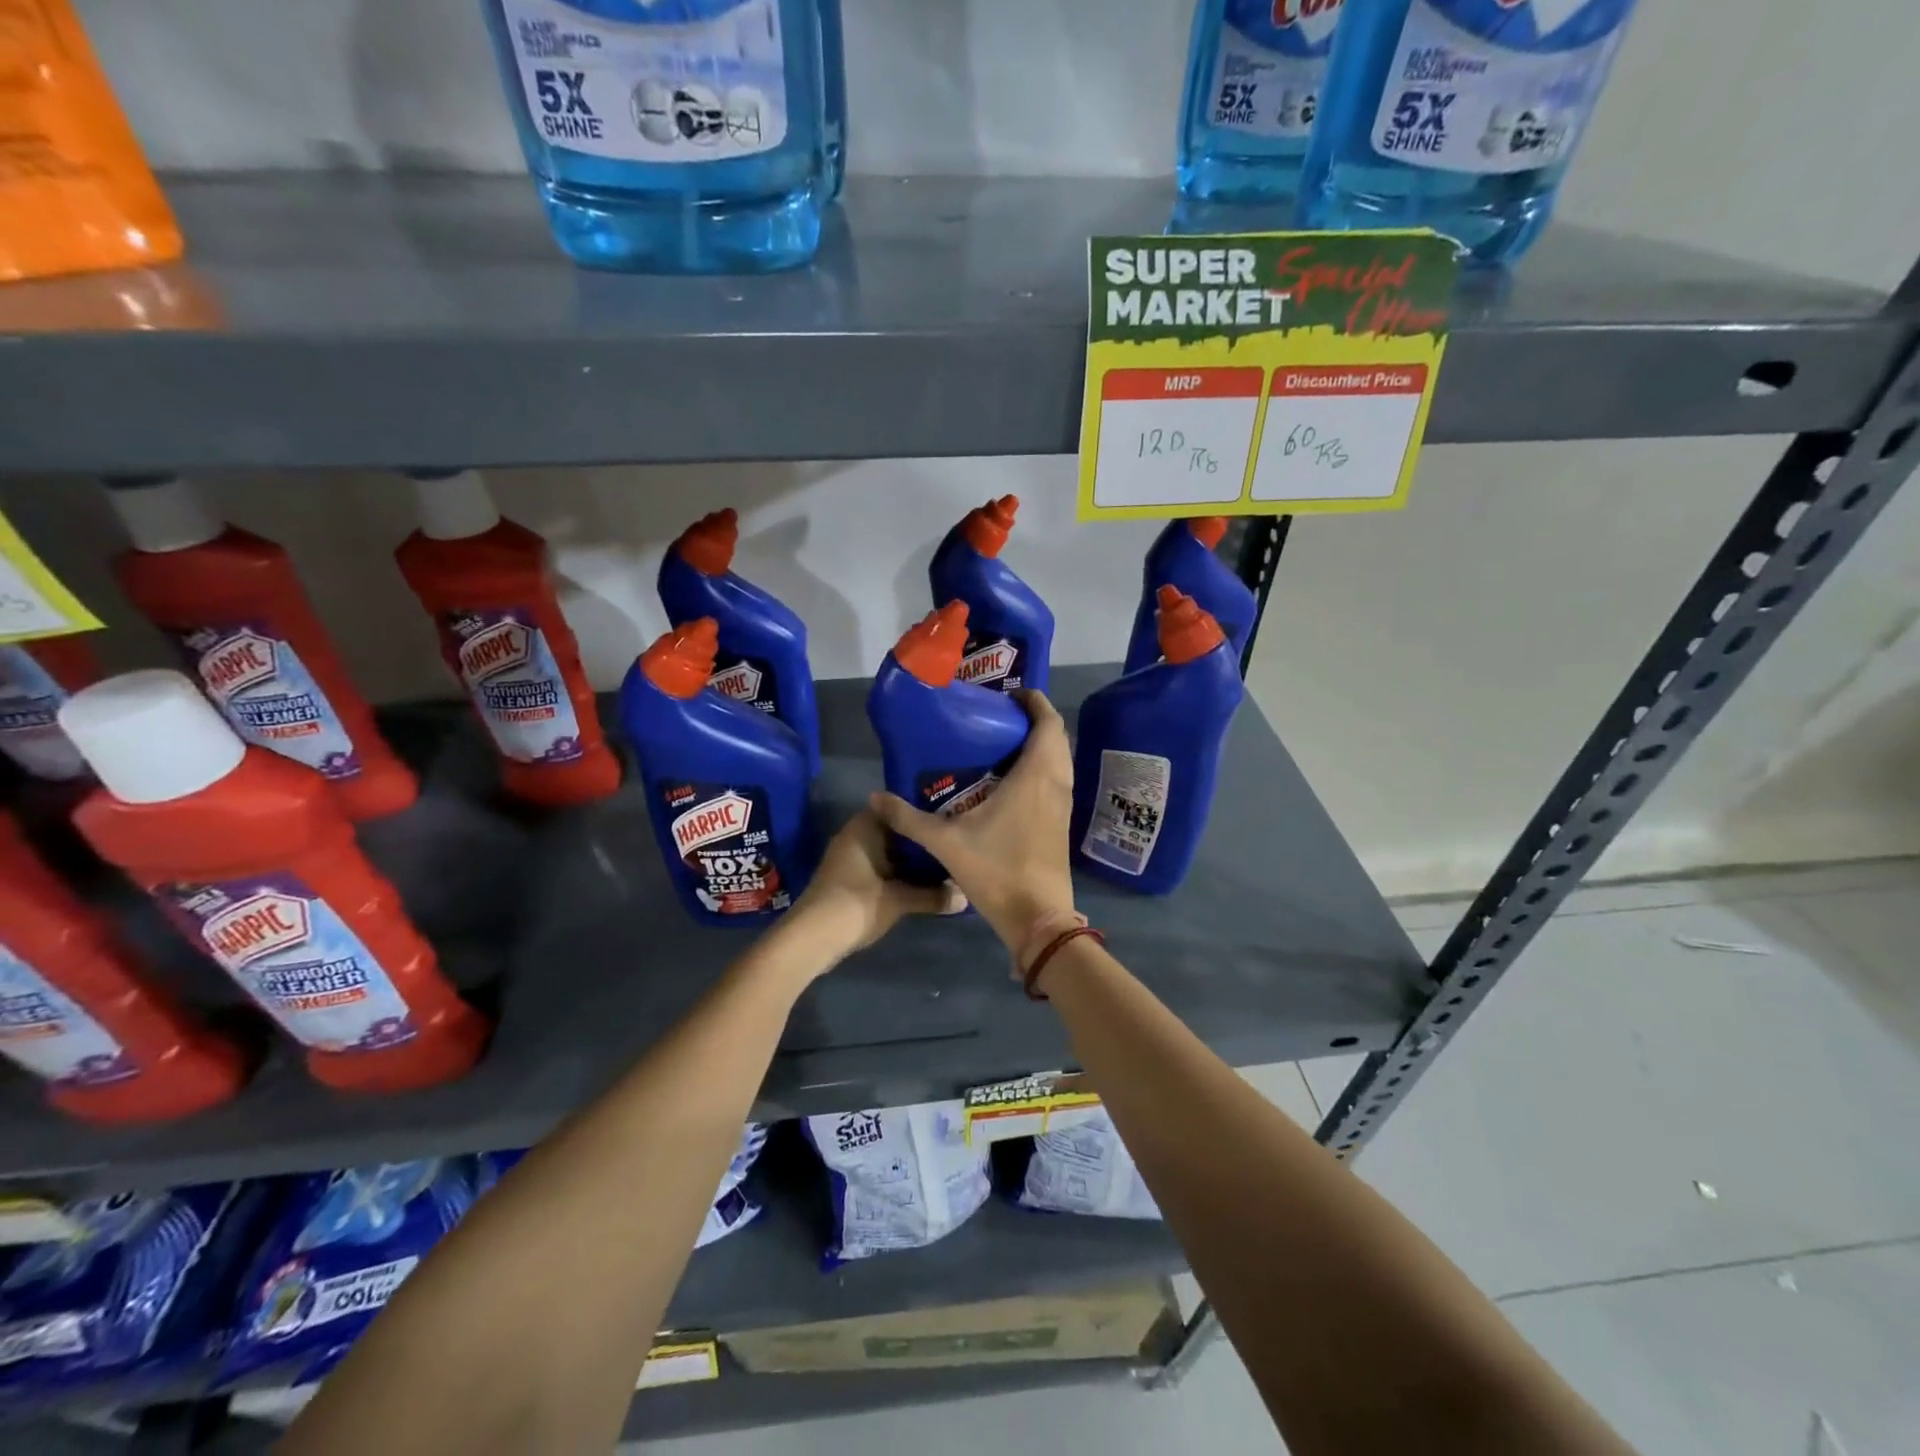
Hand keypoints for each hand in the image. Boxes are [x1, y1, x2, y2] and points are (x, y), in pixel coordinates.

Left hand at [787, 809, 965, 962]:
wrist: (812, 938)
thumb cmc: (856, 904)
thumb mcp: (900, 900)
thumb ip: (933, 896)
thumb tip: (966, 897)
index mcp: (865, 826)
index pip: (900, 808)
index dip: (924, 813)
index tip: (950, 819)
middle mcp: (856, 835)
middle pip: (896, 831)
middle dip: (921, 840)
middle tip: (953, 843)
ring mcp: (850, 858)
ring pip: (889, 852)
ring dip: (911, 860)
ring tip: (945, 863)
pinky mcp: (848, 879)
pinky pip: (880, 867)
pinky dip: (899, 873)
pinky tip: (922, 884)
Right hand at [870, 689, 1076, 950]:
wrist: (1038, 917)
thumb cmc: (997, 871)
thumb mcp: (946, 843)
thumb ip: (909, 819)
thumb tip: (875, 797)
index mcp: (1035, 776)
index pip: (1048, 723)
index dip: (1035, 701)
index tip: (1011, 694)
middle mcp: (1056, 783)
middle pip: (1056, 736)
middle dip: (1034, 719)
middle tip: (1000, 716)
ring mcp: (1063, 803)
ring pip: (1060, 759)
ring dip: (1041, 743)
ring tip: (1004, 742)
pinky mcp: (1062, 821)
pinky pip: (1058, 778)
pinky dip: (1043, 766)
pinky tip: (1013, 779)